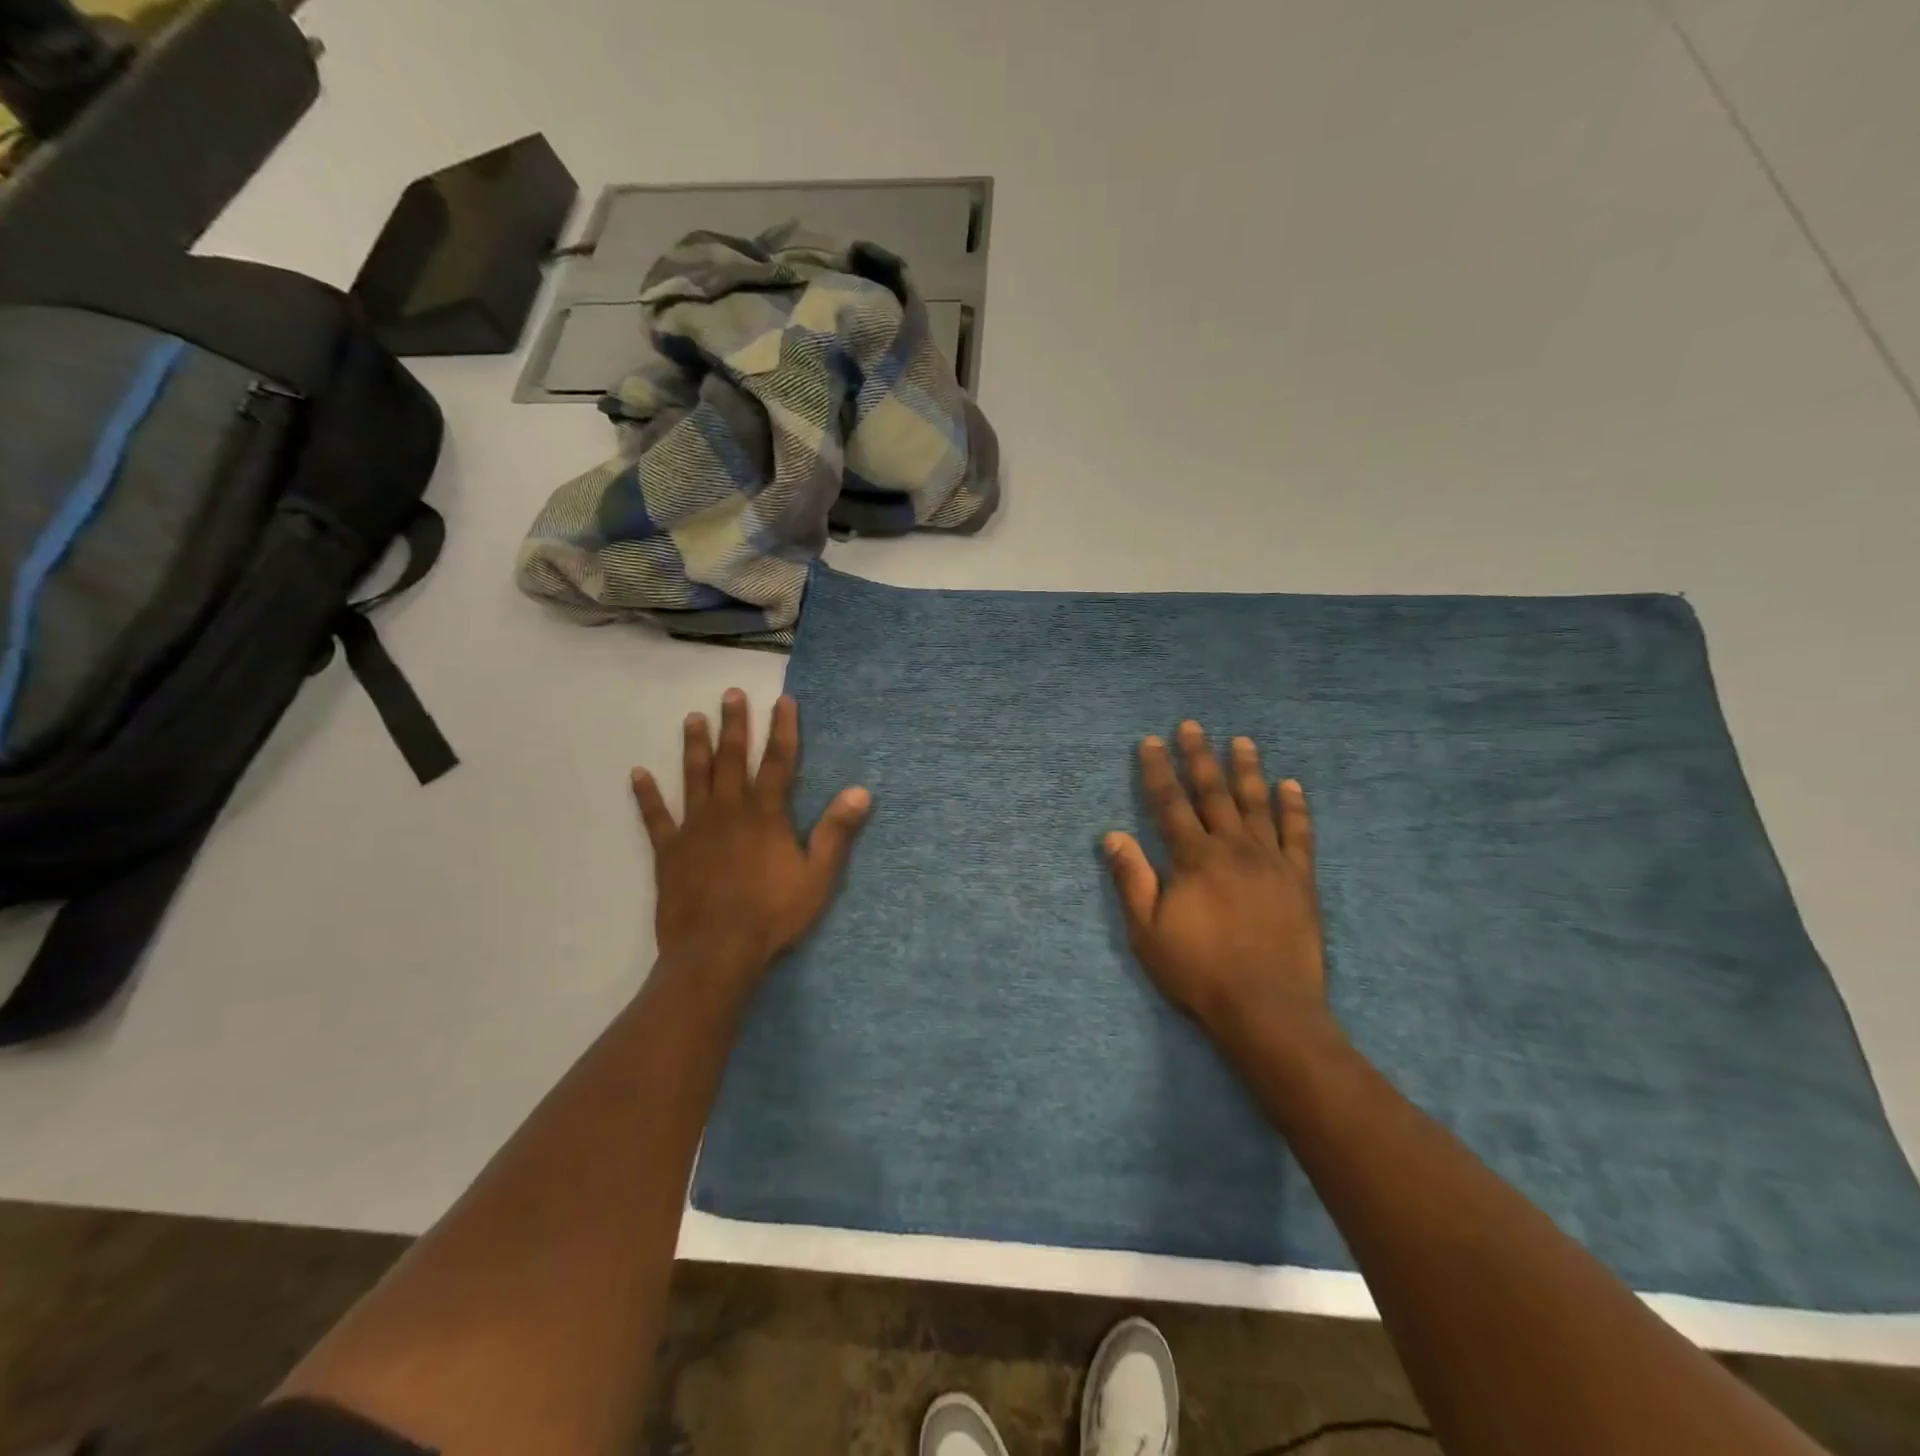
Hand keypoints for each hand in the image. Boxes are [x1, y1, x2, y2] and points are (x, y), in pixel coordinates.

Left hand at [631, 690, 869, 980]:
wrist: (717, 951)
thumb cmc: (773, 914)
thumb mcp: (818, 876)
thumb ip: (837, 832)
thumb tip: (861, 791)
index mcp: (766, 814)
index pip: (778, 761)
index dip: (783, 729)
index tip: (783, 700)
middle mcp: (730, 809)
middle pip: (733, 758)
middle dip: (735, 724)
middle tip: (731, 694)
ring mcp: (695, 827)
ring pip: (695, 776)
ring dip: (695, 746)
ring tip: (692, 718)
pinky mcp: (669, 850)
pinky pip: (656, 816)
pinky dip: (647, 795)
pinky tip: (638, 774)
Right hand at [1105, 721, 1332, 1042]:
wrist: (1267, 1009)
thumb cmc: (1199, 972)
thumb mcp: (1148, 932)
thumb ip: (1131, 879)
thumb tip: (1112, 834)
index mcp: (1194, 859)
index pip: (1170, 804)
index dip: (1157, 771)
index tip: (1150, 741)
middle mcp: (1233, 848)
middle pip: (1213, 793)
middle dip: (1199, 757)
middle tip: (1192, 725)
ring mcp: (1271, 861)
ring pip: (1257, 804)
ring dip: (1247, 770)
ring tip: (1241, 741)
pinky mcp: (1300, 879)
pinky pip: (1299, 834)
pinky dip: (1295, 808)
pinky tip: (1291, 785)